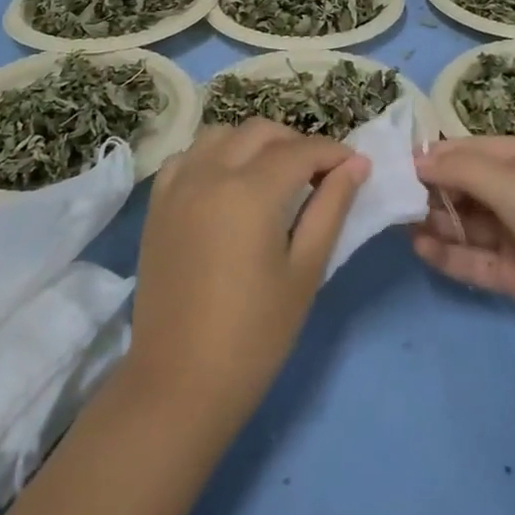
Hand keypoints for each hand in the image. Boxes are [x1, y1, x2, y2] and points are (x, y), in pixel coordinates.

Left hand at [125, 120, 367, 430]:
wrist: (179, 383)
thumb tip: (356, 164)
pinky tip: (228, 184)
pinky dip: (214, 156)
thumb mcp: (306, 270)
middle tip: (319, 175)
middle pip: (260, 132)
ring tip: (275, 176)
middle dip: (296, 143)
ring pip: (221, 135)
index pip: (301, 151)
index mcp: (249, 190)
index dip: (334, 152)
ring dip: (254, 143)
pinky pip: (189, 157)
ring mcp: (177, 186)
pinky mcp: (157, 205)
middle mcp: (209, 173)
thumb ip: (331, 207)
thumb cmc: (255, 334)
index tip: (355, 166)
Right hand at [413, 137, 514, 368]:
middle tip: (392, 199)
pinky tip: (422, 250)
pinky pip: (479, 259)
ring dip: (440, 223)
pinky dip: (452, 254)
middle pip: (472, 186)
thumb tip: (417, 156)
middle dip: (435, 191)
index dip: (439, 156)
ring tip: (400, 224)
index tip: (397, 166)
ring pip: (472, 224)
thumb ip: (466, 171)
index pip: (478, 150)